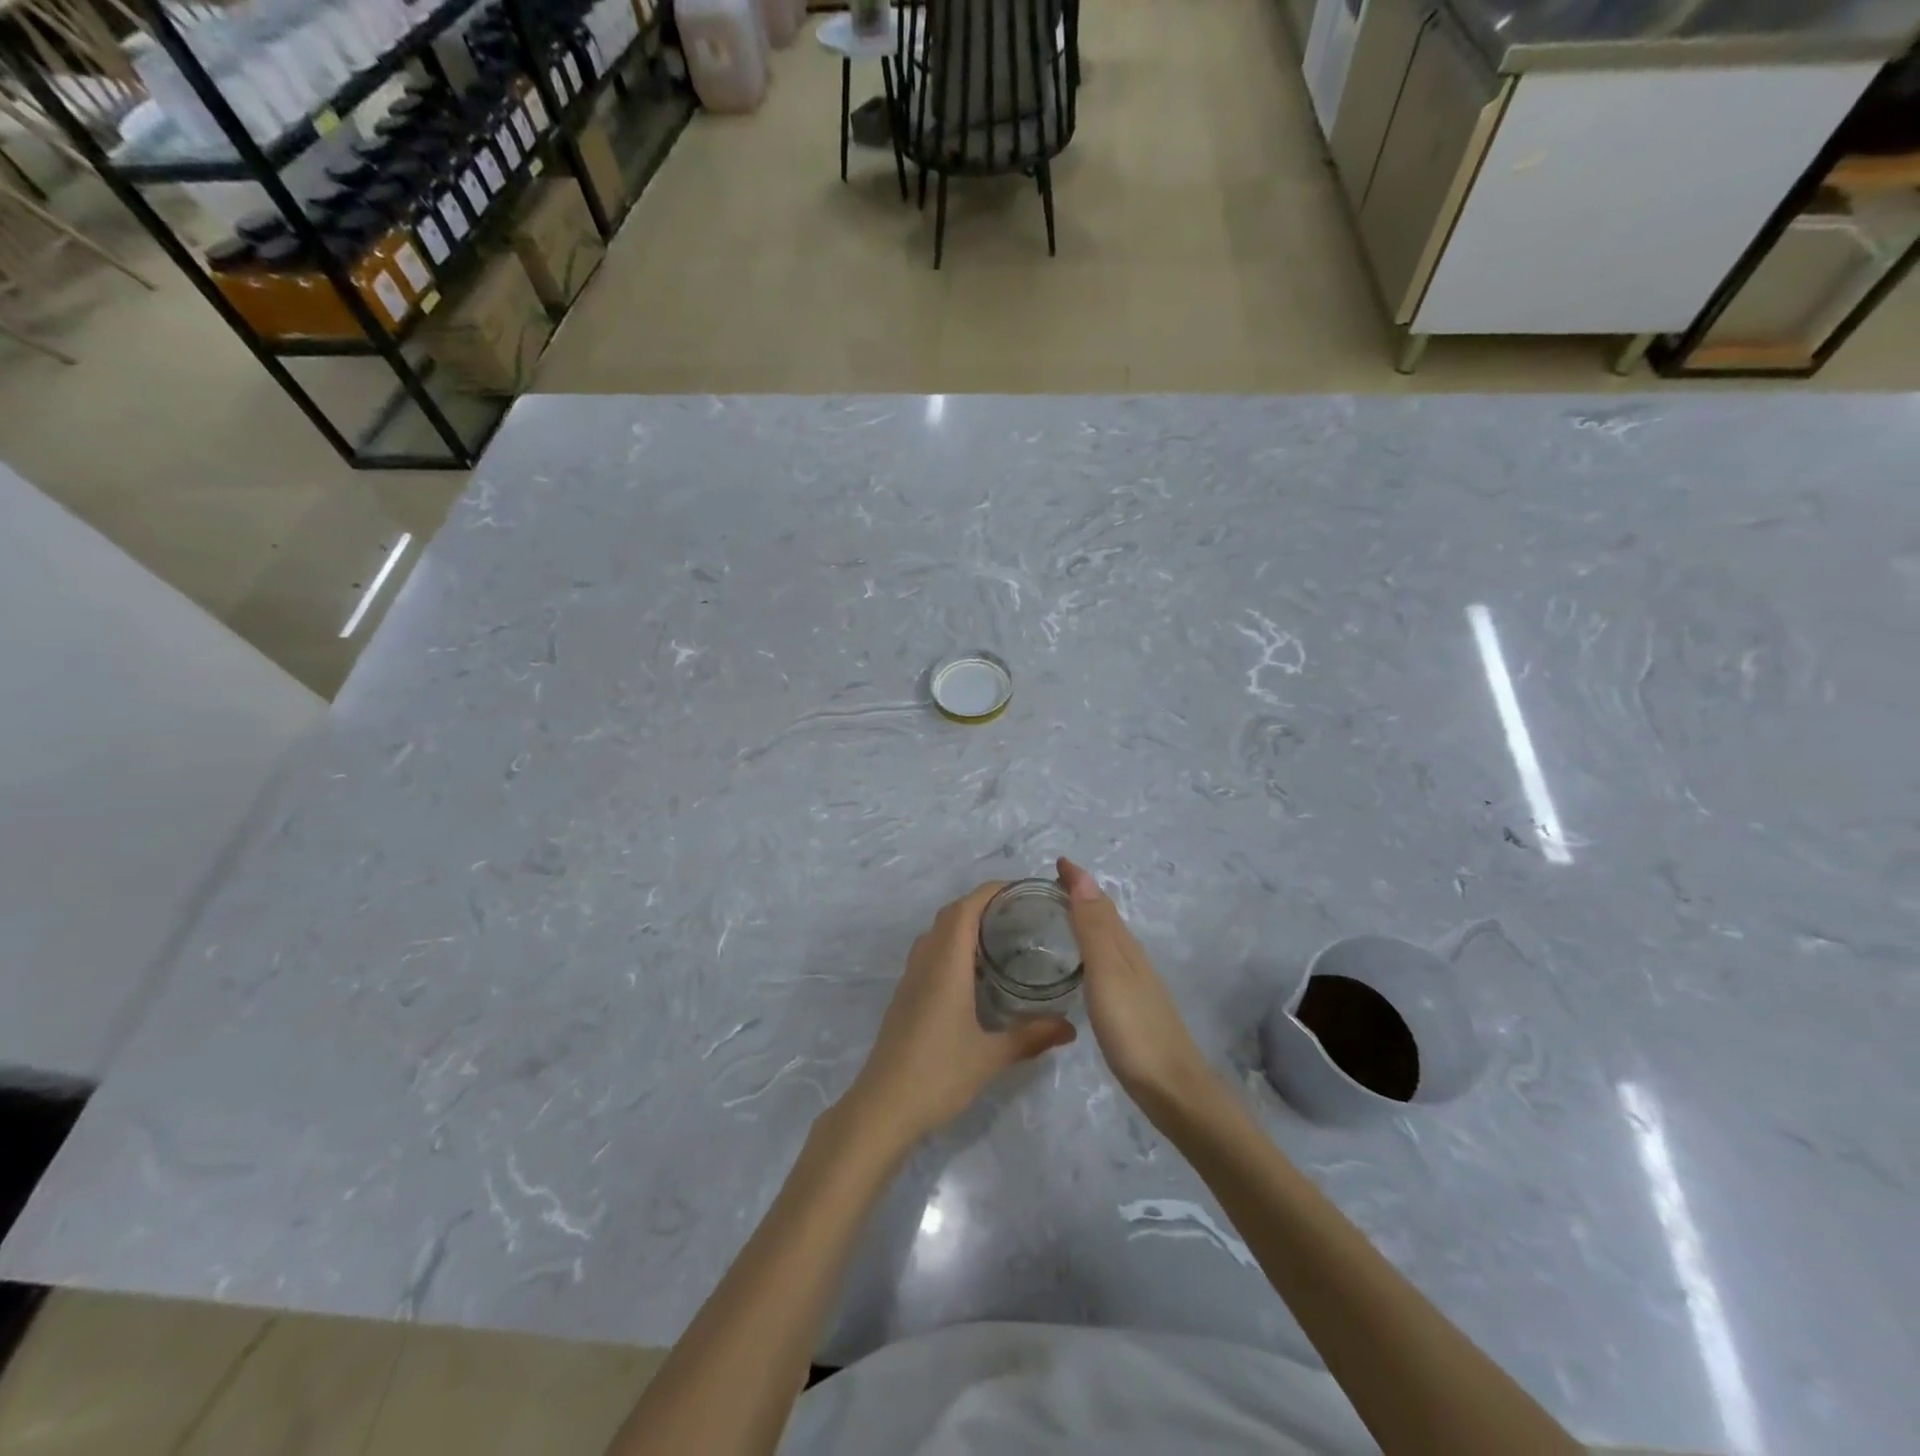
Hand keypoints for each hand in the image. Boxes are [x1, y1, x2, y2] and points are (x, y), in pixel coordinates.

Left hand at [842, 883, 1076, 1149]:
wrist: (882, 1107)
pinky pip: (928, 954)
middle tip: (1018, 912)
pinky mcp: (905, 996)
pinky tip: (972, 973)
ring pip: (936, 934)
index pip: (965, 909)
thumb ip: (1030, 1037)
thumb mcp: (991, 1057)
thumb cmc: (938, 1075)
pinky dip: (951, 947)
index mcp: (945, 965)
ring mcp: (910, 979)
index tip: (1020, 889)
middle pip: (950, 916)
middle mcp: (925, 962)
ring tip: (999, 936)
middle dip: (981, 904)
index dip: (990, 892)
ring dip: (963, 924)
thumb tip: (1070, 1027)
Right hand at [1057, 857, 1212, 1120]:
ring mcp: (1136, 985)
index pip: (1100, 903)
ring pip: (1109, 941)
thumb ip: (1094, 929)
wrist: (1173, 1089)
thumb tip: (1083, 877)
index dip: (1079, 881)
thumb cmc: (1134, 1030)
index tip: (1058, 862)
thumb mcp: (1107, 974)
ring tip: (1062, 917)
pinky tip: (1084, 968)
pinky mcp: (1134, 1009)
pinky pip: (1109, 964)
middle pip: (1106, 918)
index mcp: (1124, 948)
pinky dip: (1093, 951)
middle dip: (1082, 896)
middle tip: (1052, 885)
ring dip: (1088, 922)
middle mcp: (1132, 959)